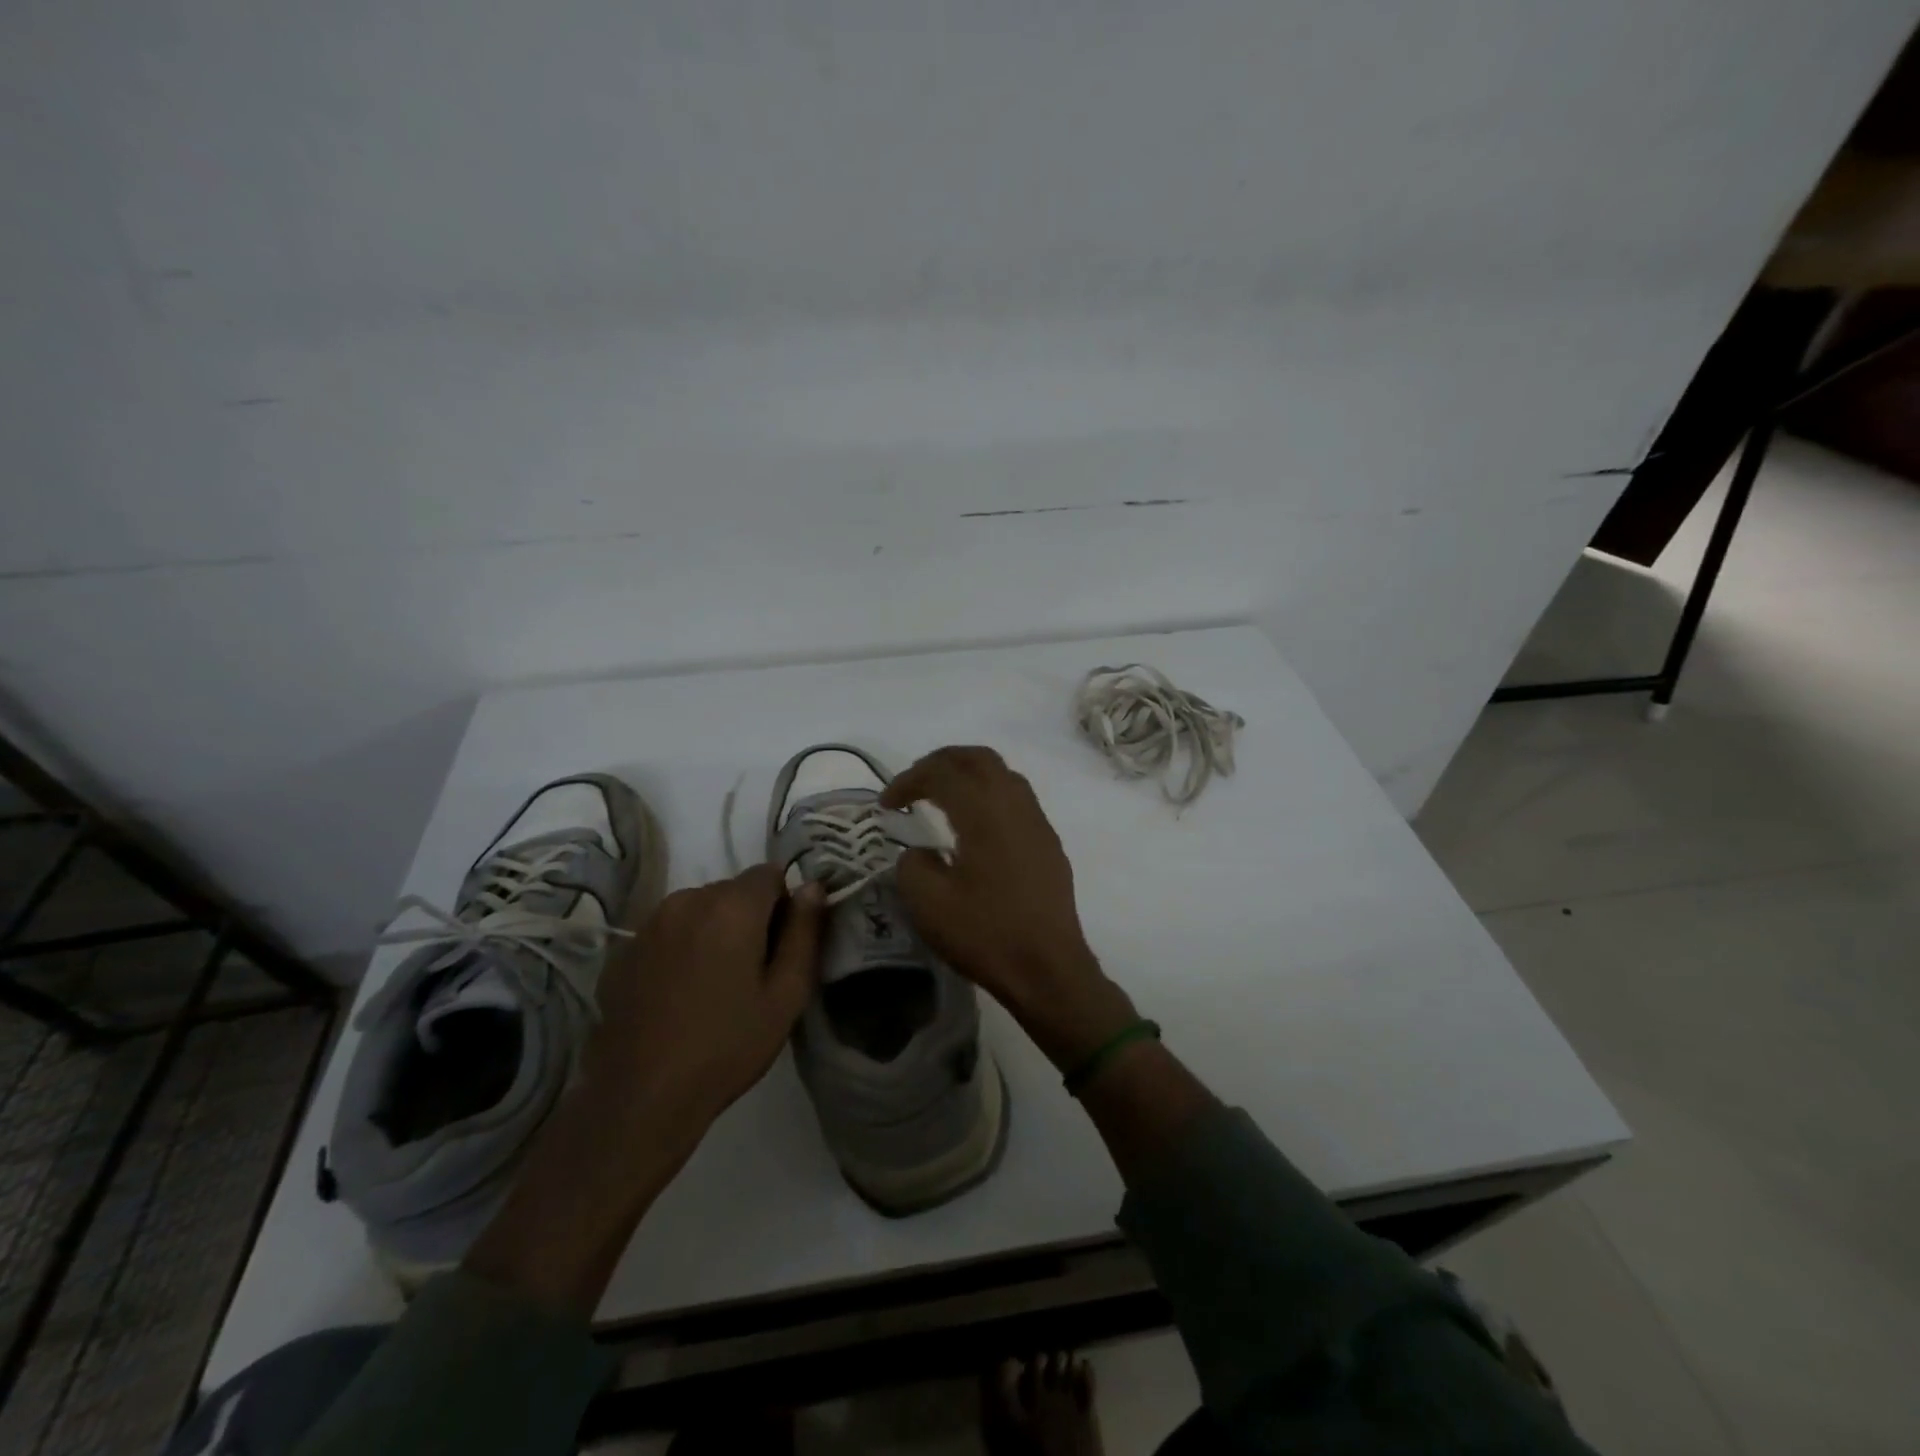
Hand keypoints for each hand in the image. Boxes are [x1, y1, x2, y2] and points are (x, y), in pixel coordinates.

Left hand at [586, 864, 826, 1126]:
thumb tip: (813, 887)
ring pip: (699, 909)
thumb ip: (805, 932)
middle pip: (733, 890)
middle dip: (749, 918)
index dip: (784, 905)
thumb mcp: (786, 995)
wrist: (641, 1096)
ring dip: (714, 930)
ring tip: (713, 985)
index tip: (780, 947)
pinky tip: (680, 994)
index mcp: (732, 906)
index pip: (771, 873)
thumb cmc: (727, 1046)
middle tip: (751, 973)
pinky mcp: (625, 949)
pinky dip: (682, 947)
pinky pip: (669, 931)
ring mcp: (651, 923)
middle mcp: (688, 899)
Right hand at [882, 746, 1137, 1070]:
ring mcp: (1037, 822)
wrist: (1049, 968)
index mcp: (984, 811)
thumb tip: (921, 852)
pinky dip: (989, 794)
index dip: (908, 780)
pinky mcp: (1048, 843)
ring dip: (969, 774)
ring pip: (1002, 774)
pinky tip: (975, 825)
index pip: (942, 773)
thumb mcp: (928, 903)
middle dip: (941, 762)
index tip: (886, 805)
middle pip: (978, 758)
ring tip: (942, 797)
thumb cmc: (986, 934)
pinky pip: (1017, 798)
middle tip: (914, 783)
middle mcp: (1015, 804)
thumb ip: (913, 864)